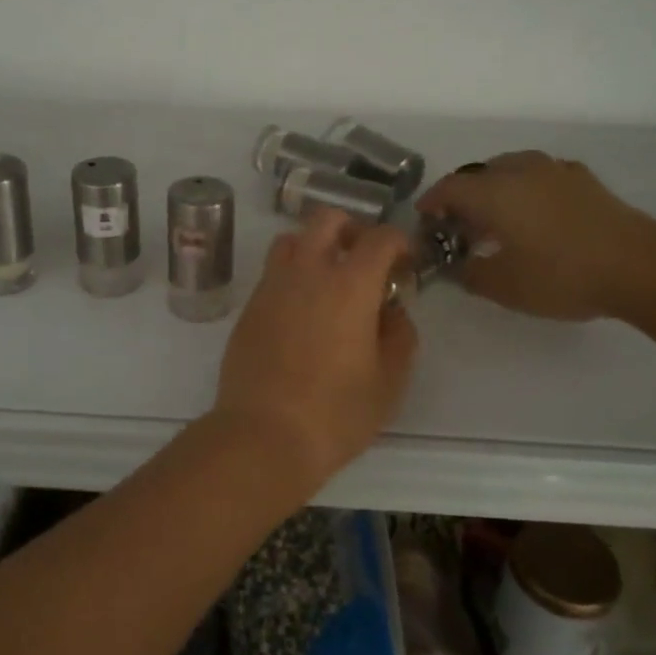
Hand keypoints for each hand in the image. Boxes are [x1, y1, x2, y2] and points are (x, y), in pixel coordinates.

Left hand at [215, 208, 417, 484]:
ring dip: (315, 246)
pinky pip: (273, 272)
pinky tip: (302, 311)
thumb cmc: (336, 412)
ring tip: (329, 281)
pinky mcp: (249, 306)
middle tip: (366, 262)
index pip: (380, 237)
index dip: (400, 242)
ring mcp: (272, 285)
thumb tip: (393, 310)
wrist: (263, 434)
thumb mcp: (389, 381)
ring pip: (292, 239)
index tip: (406, 264)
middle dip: (352, 230)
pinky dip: (292, 275)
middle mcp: (307, 271)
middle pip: (327, 219)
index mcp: (349, 284)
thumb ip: (399, 336)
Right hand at [416, 151, 655, 320]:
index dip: (431, 202)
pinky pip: (540, 175)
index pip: (449, 188)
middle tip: (458, 225)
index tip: (424, 220)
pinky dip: (526, 188)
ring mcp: (555, 171)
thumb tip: (458, 267)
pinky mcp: (583, 180)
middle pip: (478, 174)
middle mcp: (520, 171)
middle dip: (462, 196)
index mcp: (493, 192)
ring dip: (494, 188)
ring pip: (510, 168)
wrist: (641, 266)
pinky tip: (535, 213)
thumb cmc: (562, 275)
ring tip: (496, 218)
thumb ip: (470, 274)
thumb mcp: (504, 287)